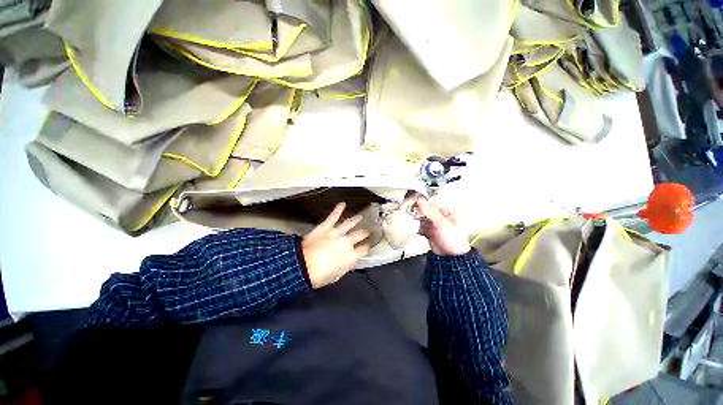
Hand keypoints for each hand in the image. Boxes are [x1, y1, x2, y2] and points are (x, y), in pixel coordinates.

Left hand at [302, 203, 369, 287]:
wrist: (301, 266)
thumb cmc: (319, 275)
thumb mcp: (336, 276)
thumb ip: (346, 267)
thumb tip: (352, 262)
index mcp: (351, 256)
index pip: (364, 249)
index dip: (366, 248)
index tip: (366, 247)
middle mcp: (347, 242)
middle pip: (359, 235)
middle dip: (364, 233)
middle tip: (367, 231)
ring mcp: (337, 233)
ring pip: (350, 224)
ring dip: (356, 220)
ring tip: (360, 217)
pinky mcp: (326, 227)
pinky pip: (333, 216)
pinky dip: (338, 209)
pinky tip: (342, 203)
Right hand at [416, 197, 470, 255]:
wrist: (450, 257)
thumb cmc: (454, 240)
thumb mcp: (442, 223)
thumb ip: (430, 211)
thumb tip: (421, 200)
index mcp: (449, 211)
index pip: (434, 201)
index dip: (424, 201)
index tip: (414, 200)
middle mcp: (442, 216)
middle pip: (427, 209)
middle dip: (419, 211)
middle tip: (413, 212)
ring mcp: (435, 224)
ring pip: (423, 217)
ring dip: (418, 220)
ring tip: (415, 221)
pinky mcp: (430, 231)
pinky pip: (421, 226)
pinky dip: (418, 227)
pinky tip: (417, 229)